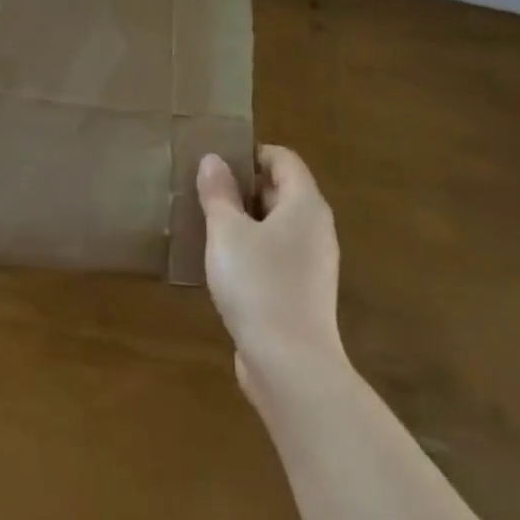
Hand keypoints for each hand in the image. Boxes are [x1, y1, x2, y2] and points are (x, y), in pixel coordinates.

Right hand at [198, 145, 344, 404]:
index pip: (283, 159)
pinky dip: (252, 251)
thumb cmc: (258, 285)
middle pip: (281, 191)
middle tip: (204, 191)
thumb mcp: (227, 232)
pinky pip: (276, 256)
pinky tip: (222, 264)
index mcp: (305, 205)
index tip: (216, 161)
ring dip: (244, 221)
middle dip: (243, 187)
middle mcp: (316, 229)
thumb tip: (214, 159)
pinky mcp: (302, 293)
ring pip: (276, 226)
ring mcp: (312, 264)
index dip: (251, 154)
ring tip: (206, 224)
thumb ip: (219, 192)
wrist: (290, 366)